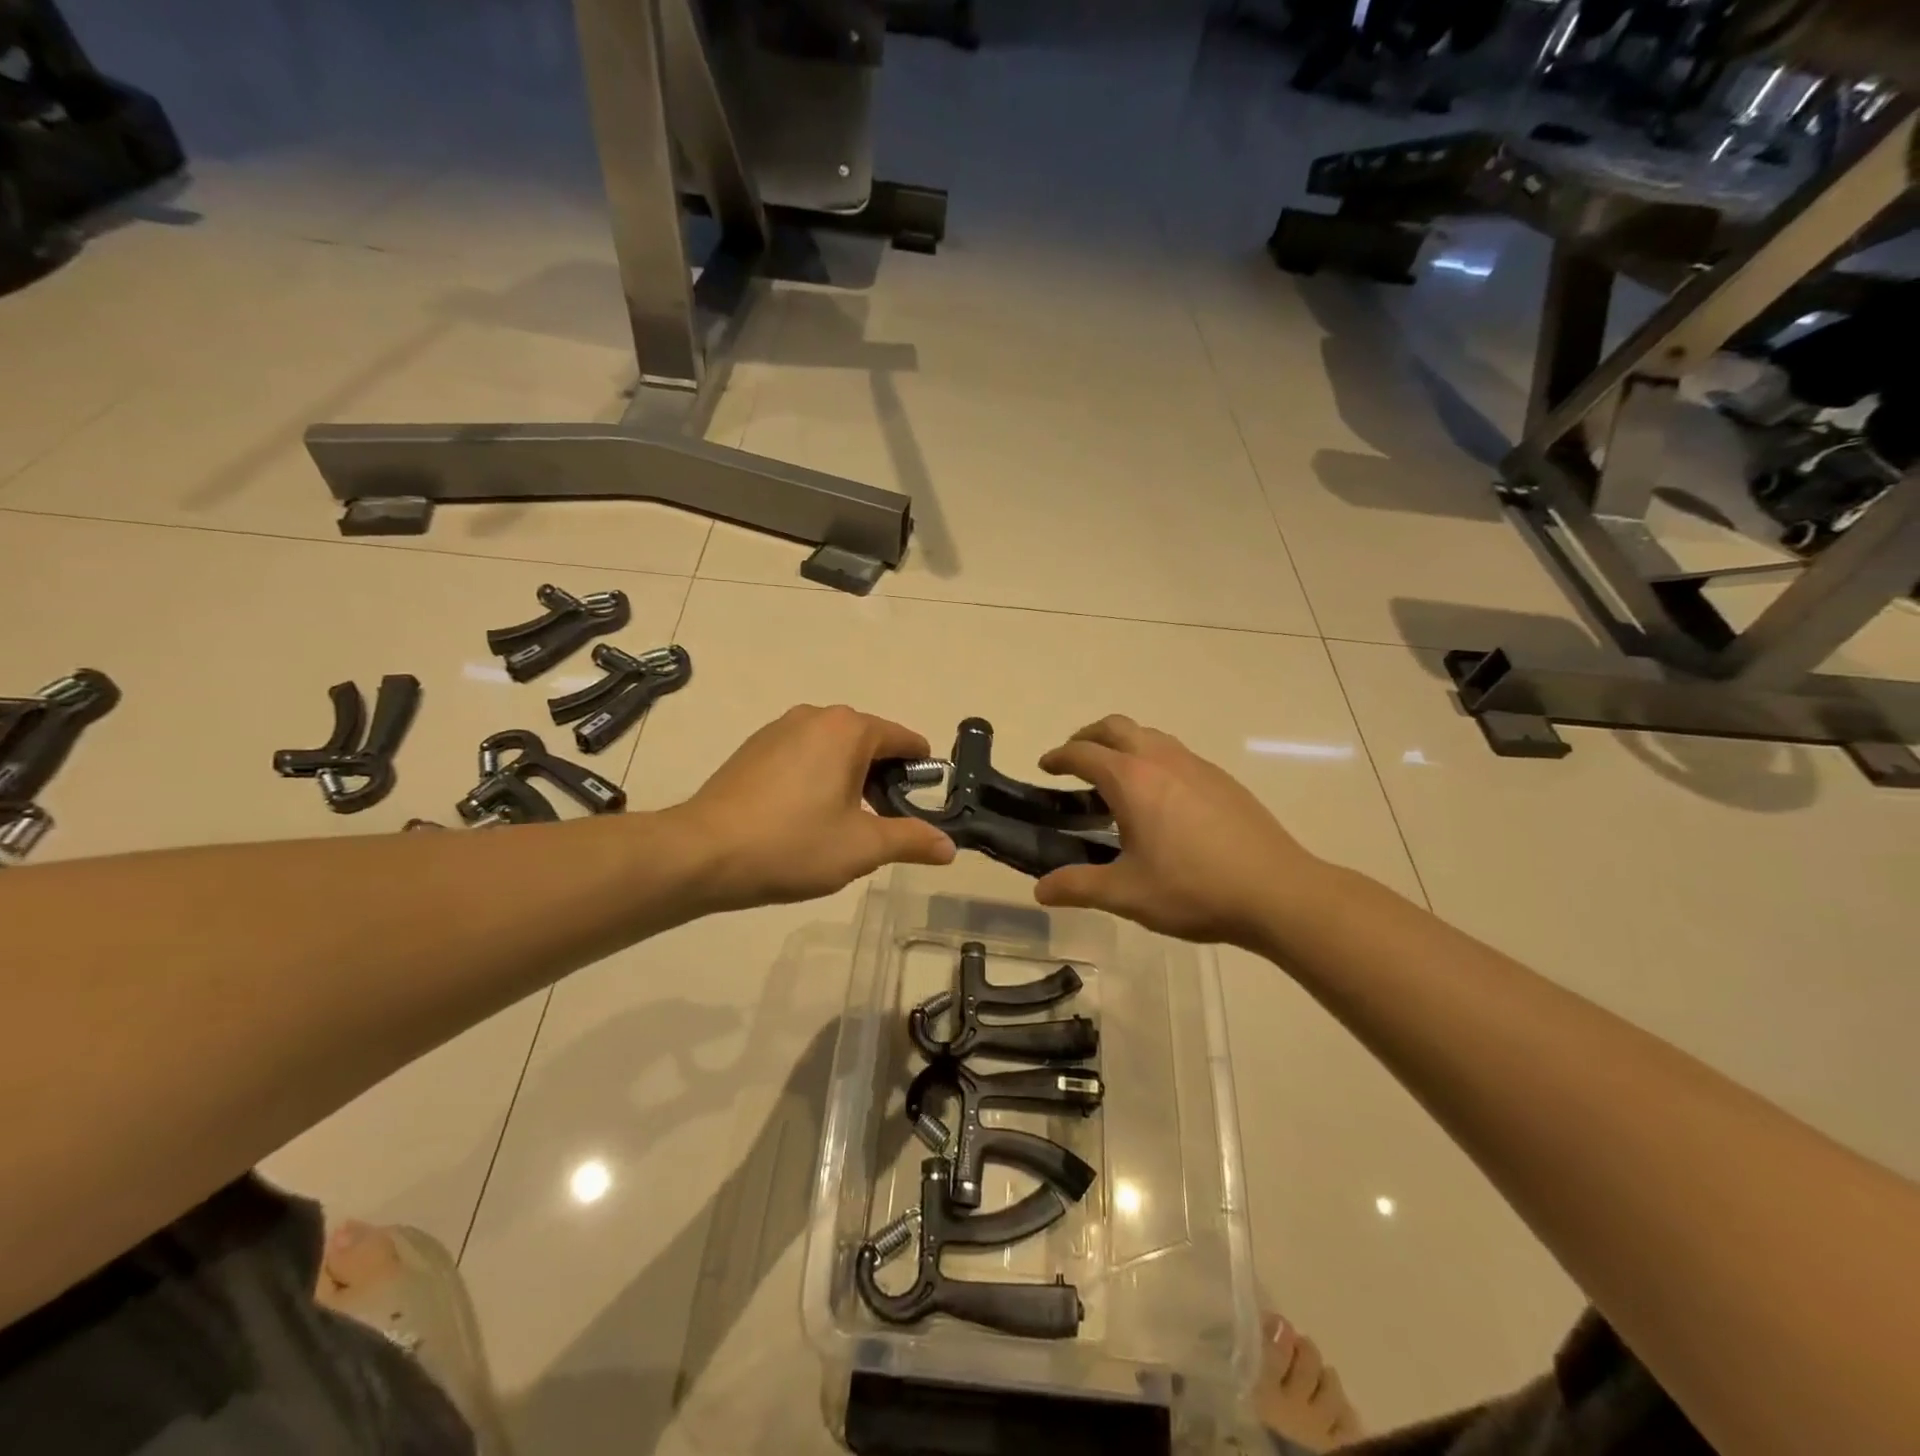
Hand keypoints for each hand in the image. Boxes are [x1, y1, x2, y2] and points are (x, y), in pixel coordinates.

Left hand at [680, 705, 954, 910]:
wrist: (702, 854)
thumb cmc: (793, 844)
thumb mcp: (862, 847)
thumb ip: (911, 840)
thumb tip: (949, 847)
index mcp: (848, 729)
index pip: (903, 739)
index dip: (921, 770)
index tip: (926, 801)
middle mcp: (815, 716)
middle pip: (868, 742)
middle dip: (883, 778)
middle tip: (883, 823)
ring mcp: (778, 729)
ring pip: (832, 749)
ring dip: (848, 779)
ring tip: (842, 824)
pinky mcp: (753, 748)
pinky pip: (802, 756)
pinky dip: (816, 778)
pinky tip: (803, 817)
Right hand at [1032, 715, 1323, 948]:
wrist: (1277, 891)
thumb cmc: (1193, 889)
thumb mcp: (1126, 893)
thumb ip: (1078, 887)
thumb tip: (1040, 890)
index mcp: (1131, 780)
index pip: (1083, 753)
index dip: (1058, 757)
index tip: (1044, 767)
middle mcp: (1161, 760)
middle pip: (1115, 726)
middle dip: (1088, 736)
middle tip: (1074, 761)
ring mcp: (1196, 765)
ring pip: (1149, 734)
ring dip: (1122, 743)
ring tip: (1114, 777)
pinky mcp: (1221, 779)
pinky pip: (1175, 752)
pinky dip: (1152, 758)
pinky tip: (1159, 798)